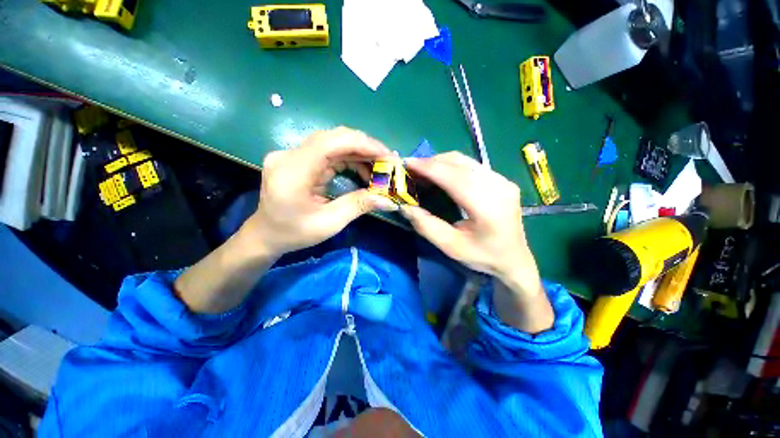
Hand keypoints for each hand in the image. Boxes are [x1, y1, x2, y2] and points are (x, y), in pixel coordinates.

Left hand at [244, 127, 398, 257]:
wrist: (265, 235)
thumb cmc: (294, 233)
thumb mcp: (329, 223)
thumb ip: (359, 206)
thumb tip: (389, 200)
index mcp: (292, 172)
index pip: (330, 143)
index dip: (361, 144)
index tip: (386, 156)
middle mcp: (289, 156)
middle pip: (332, 138)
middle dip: (364, 147)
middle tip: (388, 161)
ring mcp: (292, 155)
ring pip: (332, 143)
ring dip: (359, 152)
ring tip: (379, 167)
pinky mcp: (298, 159)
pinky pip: (328, 152)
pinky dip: (349, 158)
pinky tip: (362, 169)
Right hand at [402, 152, 551, 331]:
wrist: (514, 258)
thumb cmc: (482, 256)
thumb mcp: (450, 247)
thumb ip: (426, 226)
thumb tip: (404, 206)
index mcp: (488, 208)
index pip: (455, 178)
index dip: (430, 168)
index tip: (408, 164)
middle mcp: (499, 187)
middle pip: (460, 164)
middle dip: (432, 163)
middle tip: (411, 168)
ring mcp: (504, 181)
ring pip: (466, 161)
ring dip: (441, 162)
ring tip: (422, 171)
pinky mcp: (503, 179)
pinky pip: (472, 165)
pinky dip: (452, 165)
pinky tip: (441, 173)